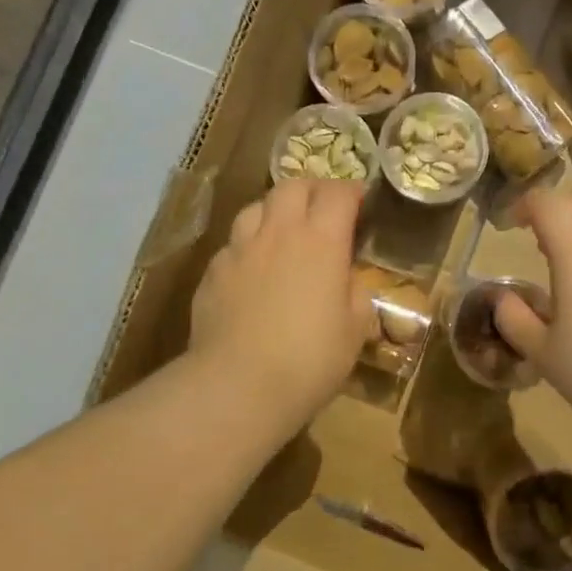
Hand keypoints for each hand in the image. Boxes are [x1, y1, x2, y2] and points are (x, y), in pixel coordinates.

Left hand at [188, 179, 371, 436]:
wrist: (238, 385)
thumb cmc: (310, 358)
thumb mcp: (354, 331)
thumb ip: (357, 297)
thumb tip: (350, 284)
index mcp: (321, 240)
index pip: (337, 193)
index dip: (351, 191)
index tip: (359, 202)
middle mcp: (279, 232)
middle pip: (292, 186)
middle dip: (311, 190)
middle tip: (322, 210)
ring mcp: (240, 249)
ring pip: (255, 207)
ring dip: (274, 211)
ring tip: (283, 233)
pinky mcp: (212, 272)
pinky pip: (232, 244)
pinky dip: (247, 247)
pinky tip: (252, 271)